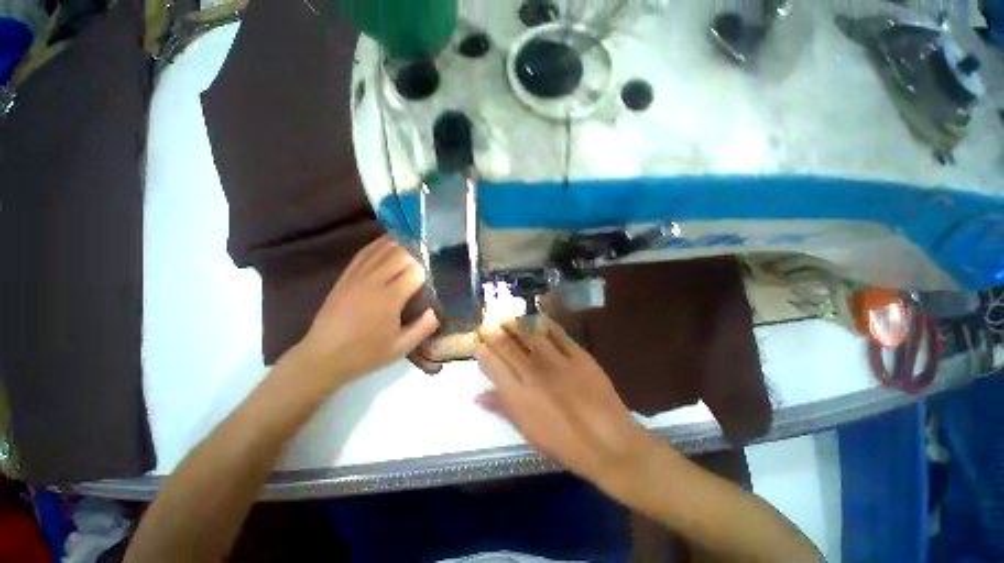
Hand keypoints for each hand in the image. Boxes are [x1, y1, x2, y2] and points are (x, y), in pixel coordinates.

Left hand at [293, 236, 439, 389]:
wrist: (322, 357)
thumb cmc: (365, 354)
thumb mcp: (400, 348)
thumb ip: (424, 327)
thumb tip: (439, 309)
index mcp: (389, 300)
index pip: (415, 271)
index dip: (429, 267)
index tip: (441, 267)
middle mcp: (373, 282)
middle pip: (400, 254)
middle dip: (419, 250)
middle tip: (433, 251)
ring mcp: (357, 276)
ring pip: (383, 249)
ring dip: (402, 242)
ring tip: (417, 239)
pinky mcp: (346, 276)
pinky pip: (365, 252)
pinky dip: (379, 243)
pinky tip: (390, 240)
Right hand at [475, 318, 655, 488]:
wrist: (609, 443)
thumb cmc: (565, 444)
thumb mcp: (529, 432)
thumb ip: (503, 409)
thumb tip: (478, 397)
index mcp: (519, 397)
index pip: (493, 367)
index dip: (483, 352)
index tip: (478, 343)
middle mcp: (533, 374)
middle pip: (508, 347)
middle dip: (493, 332)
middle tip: (486, 321)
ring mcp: (557, 362)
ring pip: (530, 335)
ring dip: (516, 323)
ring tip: (506, 315)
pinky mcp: (578, 355)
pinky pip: (558, 334)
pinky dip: (546, 323)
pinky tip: (537, 316)